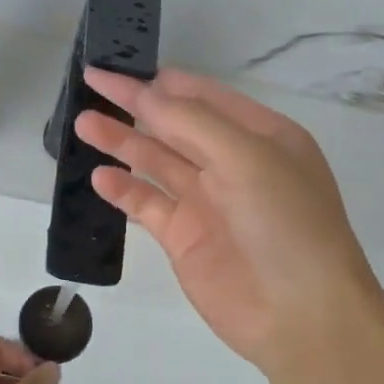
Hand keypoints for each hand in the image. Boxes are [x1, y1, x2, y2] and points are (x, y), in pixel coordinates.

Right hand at [76, 67, 383, 374]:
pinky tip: (100, 176)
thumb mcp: (247, 157)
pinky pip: (147, 204)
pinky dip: (124, 189)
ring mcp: (207, 202)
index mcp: (261, 136)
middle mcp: (233, 163)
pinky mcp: (185, 238)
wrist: (301, 316)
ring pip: (156, 161)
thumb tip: (147, 93)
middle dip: (135, 105)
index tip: (120, 66)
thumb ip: (192, 122)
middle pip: (174, 124)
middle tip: (91, 83)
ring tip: (82, 123)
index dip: (161, 80)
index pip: (203, 96)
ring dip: (121, 142)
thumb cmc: (286, 223)